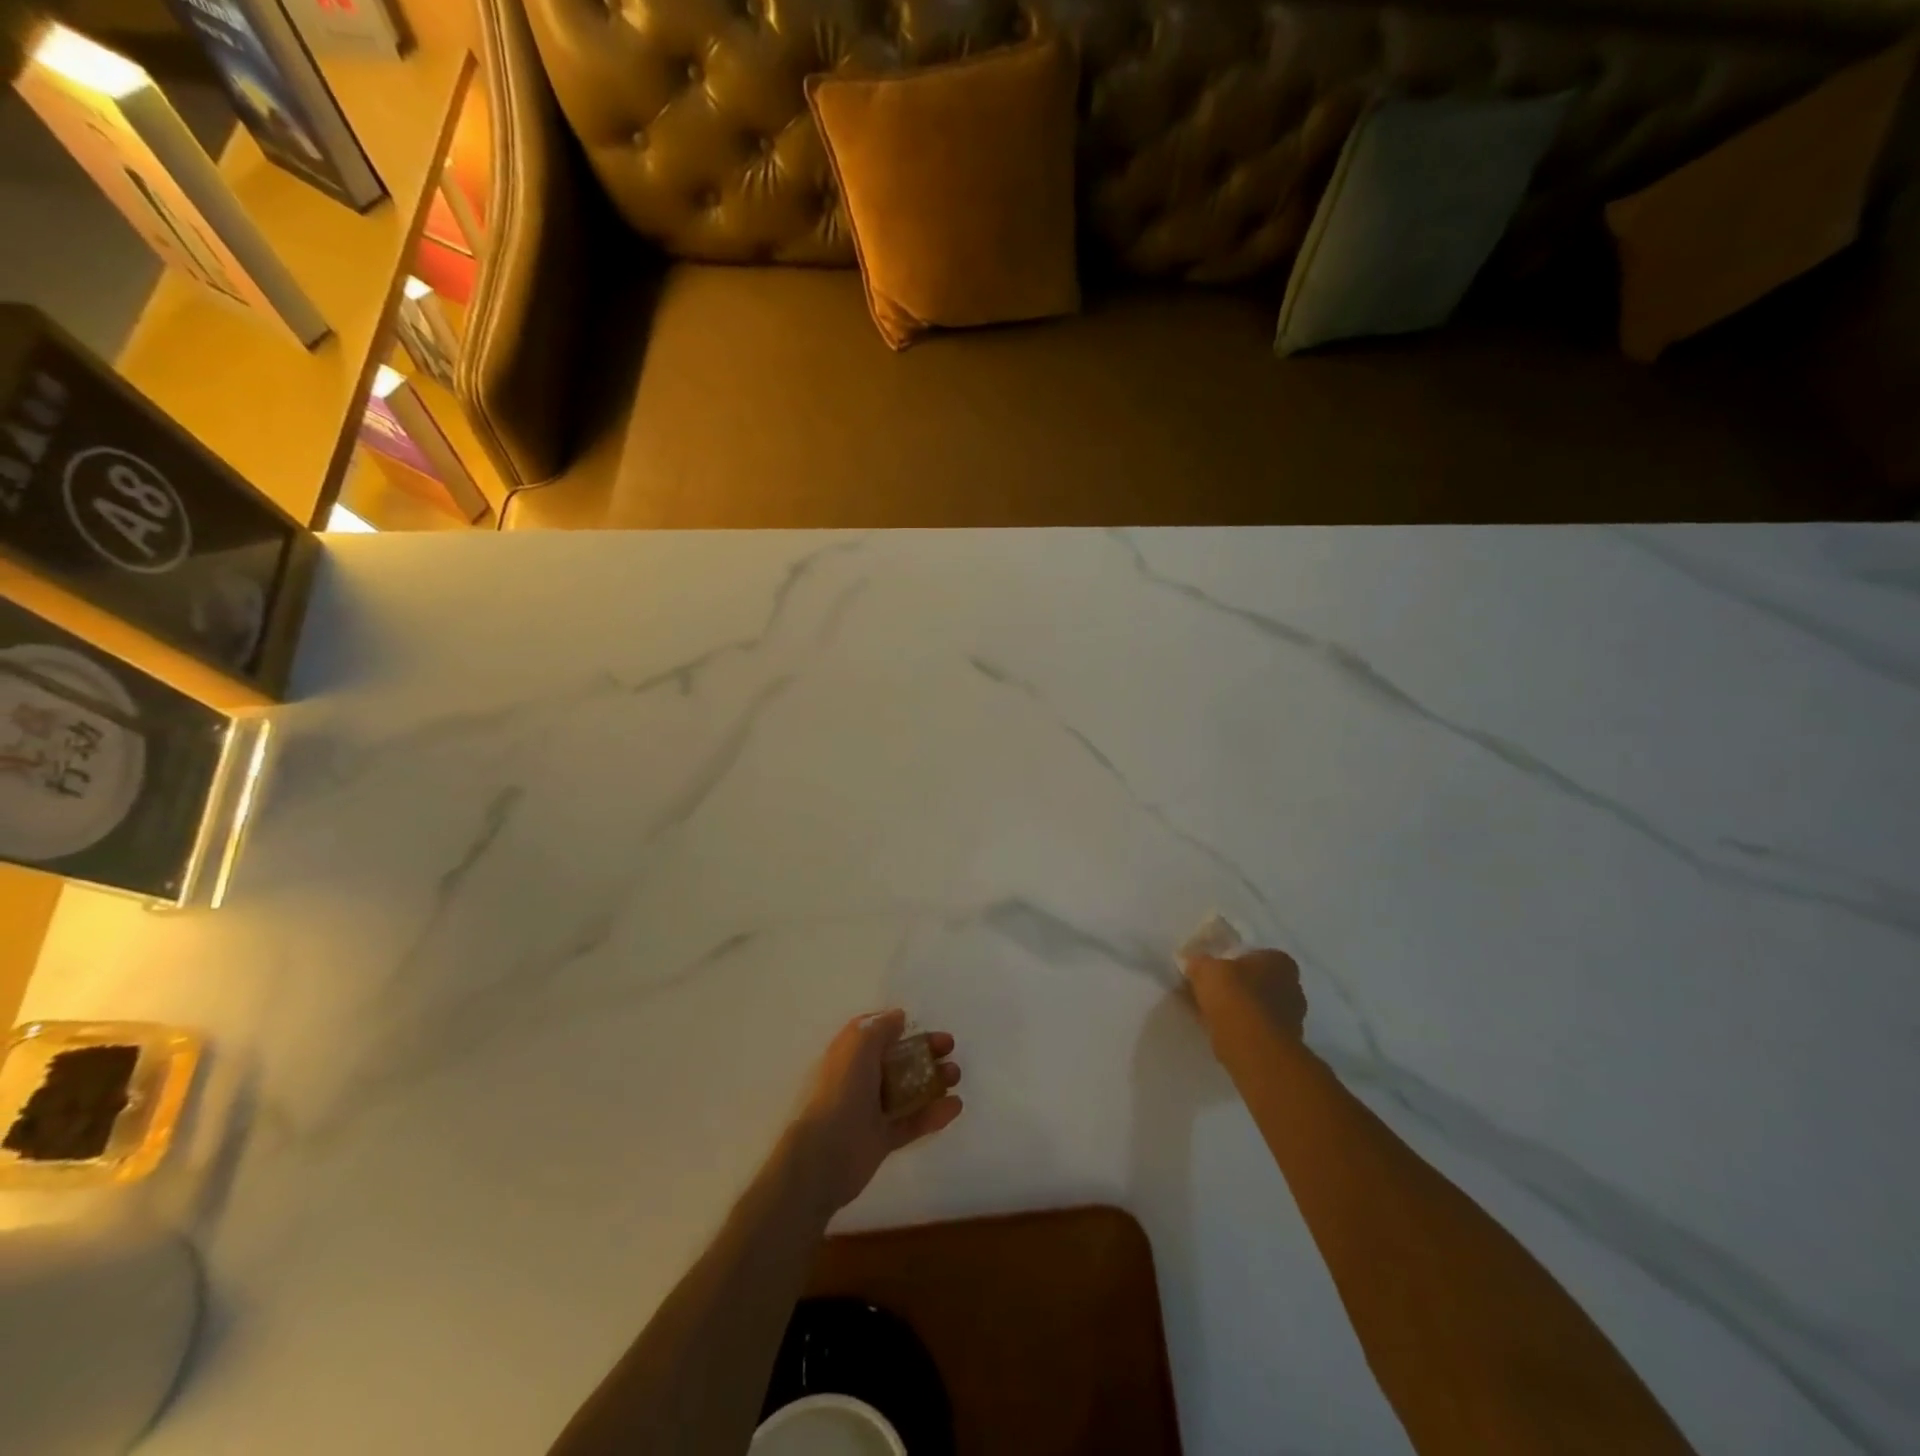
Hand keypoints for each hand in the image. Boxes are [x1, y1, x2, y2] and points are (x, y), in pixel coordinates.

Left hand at [789, 1010, 962, 1213]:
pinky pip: (913, 1122)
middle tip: (950, 1048)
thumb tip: (899, 1017)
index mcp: (850, 1054)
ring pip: (909, 1090)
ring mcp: (872, 1110)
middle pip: (898, 1060)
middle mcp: (861, 1078)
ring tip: (955, 1076)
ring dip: (934, 1080)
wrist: (827, 1153)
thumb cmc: (843, 1090)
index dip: (901, 1027)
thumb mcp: (859, 1045)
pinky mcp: (884, 1139)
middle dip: (925, 1051)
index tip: (924, 1025)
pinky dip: (934, 1114)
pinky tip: (955, 1105)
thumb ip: (881, 1028)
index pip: (877, 1034)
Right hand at [1183, 949, 1307, 1044]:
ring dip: (1235, 1009)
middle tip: (1208, 990)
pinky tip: (1214, 1029)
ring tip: (1205, 1011)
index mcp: (1280, 962)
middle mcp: (1292, 988)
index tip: (1213, 970)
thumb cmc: (1234, 994)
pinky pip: (1253, 1029)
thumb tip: (1191, 963)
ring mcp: (1290, 1019)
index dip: (1233, 961)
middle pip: (1257, 982)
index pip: (1256, 955)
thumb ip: (1198, 963)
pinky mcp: (1281, 1045)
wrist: (1251, 1045)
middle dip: (1235, 987)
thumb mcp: (1205, 968)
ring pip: (1255, 1008)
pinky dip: (1237, 1027)